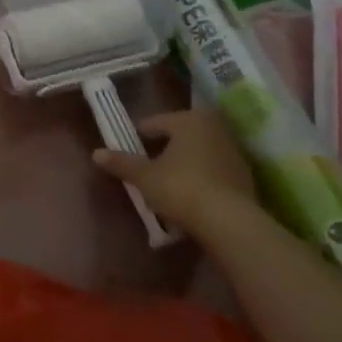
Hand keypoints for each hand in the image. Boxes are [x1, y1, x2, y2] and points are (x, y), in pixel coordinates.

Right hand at [92, 108, 257, 241]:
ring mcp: (234, 151)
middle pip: (179, 135)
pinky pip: (213, 170)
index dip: (138, 137)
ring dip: (183, 163)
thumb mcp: (144, 177)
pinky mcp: (245, 175)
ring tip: (167, 183)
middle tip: (147, 167)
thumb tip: (96, 153)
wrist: (229, 222)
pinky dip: (201, 177)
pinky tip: (191, 195)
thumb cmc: (181, 188)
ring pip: (198, 152)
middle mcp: (215, 128)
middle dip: (163, 149)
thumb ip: (121, 163)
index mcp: (190, 120)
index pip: (155, 123)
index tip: (127, 150)